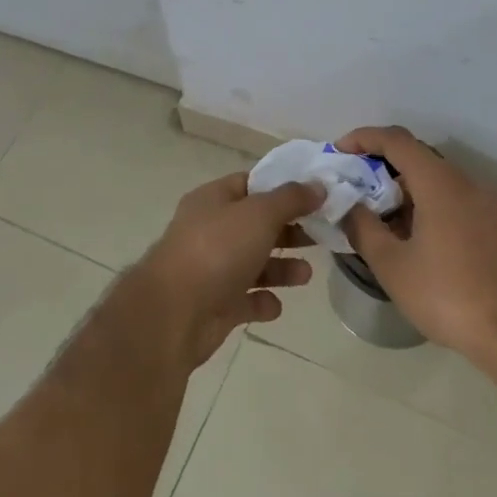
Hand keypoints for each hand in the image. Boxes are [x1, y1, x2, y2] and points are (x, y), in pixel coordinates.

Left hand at [133, 173, 322, 369]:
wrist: (174, 313)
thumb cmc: (217, 251)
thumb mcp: (258, 214)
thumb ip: (291, 199)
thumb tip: (318, 185)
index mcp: (213, 200)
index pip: (250, 184)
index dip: (282, 187)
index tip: (317, 195)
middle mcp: (210, 231)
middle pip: (256, 225)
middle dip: (289, 230)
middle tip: (322, 236)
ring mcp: (211, 269)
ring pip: (254, 264)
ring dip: (281, 269)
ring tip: (305, 274)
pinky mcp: (215, 305)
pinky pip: (246, 300)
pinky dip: (262, 302)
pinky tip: (274, 305)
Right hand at [336, 126, 496, 357]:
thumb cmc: (448, 297)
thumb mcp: (391, 266)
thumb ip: (363, 228)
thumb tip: (348, 206)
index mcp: (441, 184)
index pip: (397, 140)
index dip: (364, 138)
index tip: (340, 152)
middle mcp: (470, 184)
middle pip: (420, 159)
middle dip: (383, 169)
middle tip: (356, 193)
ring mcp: (493, 205)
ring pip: (441, 183)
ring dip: (408, 192)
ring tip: (383, 223)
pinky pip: (459, 202)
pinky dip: (432, 207)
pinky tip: (418, 241)